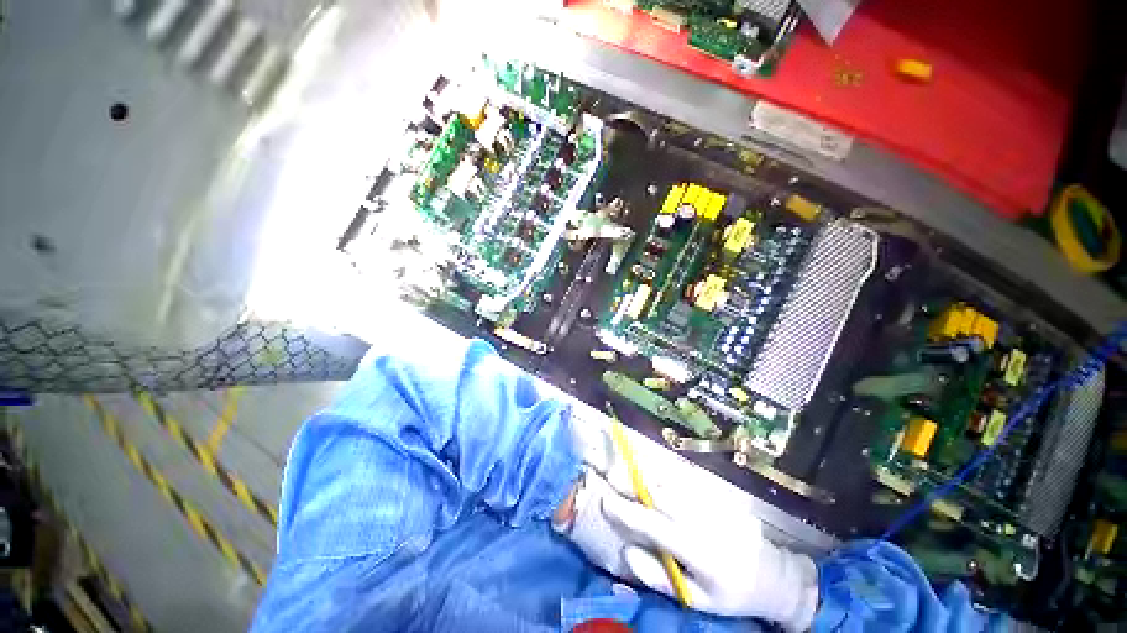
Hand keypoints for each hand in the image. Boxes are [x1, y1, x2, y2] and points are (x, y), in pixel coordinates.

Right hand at [559, 468, 818, 630]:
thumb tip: (627, 550)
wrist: (772, 575)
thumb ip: (659, 576)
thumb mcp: (695, 598)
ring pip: (668, 481)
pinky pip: (682, 479)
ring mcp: (708, 501)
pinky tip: (648, 473)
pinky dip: (661, 474)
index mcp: (694, 547)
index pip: (650, 524)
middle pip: (657, 493)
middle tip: (609, 476)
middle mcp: (699, 517)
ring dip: (642, 474)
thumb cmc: (730, 592)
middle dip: (630, 482)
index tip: (604, 500)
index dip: (624, 511)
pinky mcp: (715, 494)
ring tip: (623, 471)